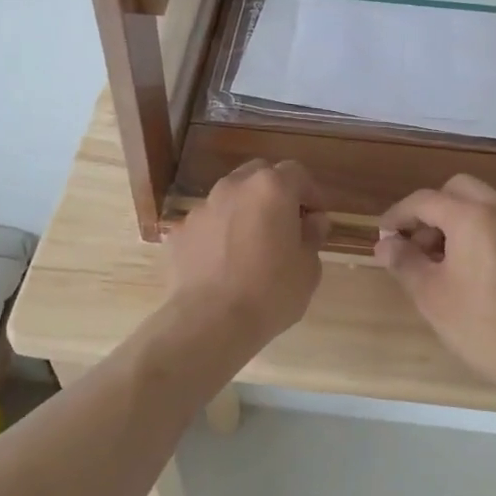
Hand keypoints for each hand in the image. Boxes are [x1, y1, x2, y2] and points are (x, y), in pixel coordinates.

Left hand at [165, 159, 329, 351]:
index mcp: (271, 188)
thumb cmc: (270, 293)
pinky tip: (222, 265)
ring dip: (244, 212)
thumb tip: (311, 222)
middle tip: (285, 226)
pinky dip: (218, 235)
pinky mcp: (179, 231)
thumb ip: (312, 236)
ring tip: (251, 248)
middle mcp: (234, 187)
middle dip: (275, 194)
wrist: (208, 322)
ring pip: (230, 198)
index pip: (297, 173)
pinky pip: (207, 225)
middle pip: (259, 176)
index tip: (316, 219)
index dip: (310, 194)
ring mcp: (202, 208)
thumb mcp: (309, 268)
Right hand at [374, 174, 495, 402]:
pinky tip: (483, 275)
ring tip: (447, 261)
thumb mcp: (430, 295)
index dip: (398, 215)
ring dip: (461, 221)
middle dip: (433, 209)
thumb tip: (386, 244)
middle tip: (419, 243)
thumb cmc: (480, 326)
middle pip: (460, 189)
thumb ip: (404, 261)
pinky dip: (488, 237)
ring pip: (488, 206)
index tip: (384, 236)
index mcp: (472, 217)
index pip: (425, 200)